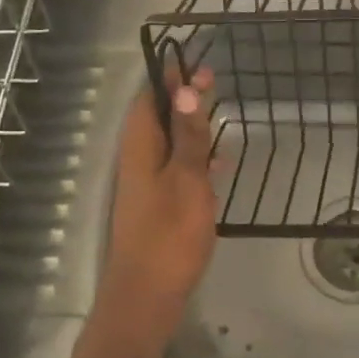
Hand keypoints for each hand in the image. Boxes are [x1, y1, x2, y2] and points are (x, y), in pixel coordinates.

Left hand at [100, 66, 217, 328]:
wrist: (148, 294)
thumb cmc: (170, 233)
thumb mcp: (187, 179)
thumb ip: (188, 137)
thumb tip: (185, 91)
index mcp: (140, 147)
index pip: (151, 99)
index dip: (171, 79)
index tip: (196, 63)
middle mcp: (138, 160)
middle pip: (160, 119)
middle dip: (184, 99)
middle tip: (213, 81)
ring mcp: (147, 184)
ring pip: (169, 144)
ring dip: (192, 128)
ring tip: (219, 114)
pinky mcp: (158, 205)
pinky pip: (176, 169)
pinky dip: (195, 159)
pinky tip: (218, 163)